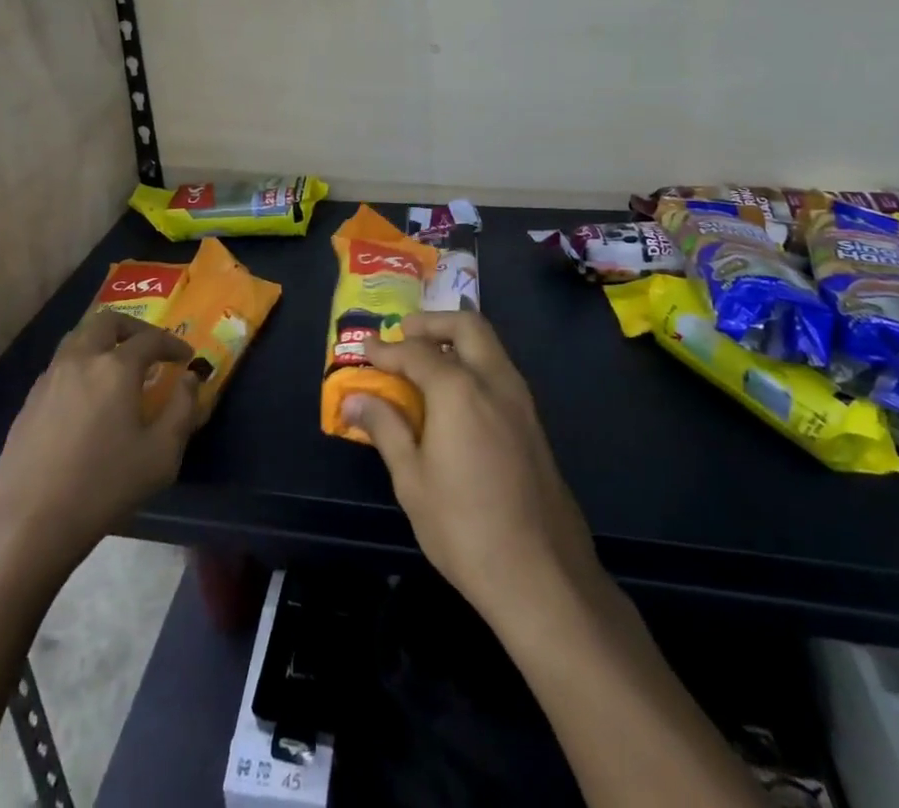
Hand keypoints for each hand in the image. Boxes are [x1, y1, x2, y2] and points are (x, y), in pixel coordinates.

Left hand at [0, 309, 199, 575]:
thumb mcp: (161, 454)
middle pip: (106, 322)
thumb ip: (183, 409)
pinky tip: (87, 397)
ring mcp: (49, 379)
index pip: (151, 339)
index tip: (185, 357)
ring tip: (117, 366)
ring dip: (103, 342)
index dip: (172, 344)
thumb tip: (190, 379)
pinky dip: (81, 366)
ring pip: (78, 338)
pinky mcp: (29, 402)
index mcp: (115, 368)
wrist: (30, 523)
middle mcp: (80, 361)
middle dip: (133, 328)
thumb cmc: (104, 486)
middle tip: (149, 348)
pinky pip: (60, 366)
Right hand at [345, 312, 603, 627]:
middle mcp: (494, 381)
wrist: (543, 576)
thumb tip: (355, 399)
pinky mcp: (534, 424)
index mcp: (459, 389)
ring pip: (490, 345)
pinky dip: (475, 364)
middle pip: (467, 325)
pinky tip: (457, 396)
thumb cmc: (464, 528)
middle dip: (433, 322)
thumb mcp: (412, 480)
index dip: (387, 349)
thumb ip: (385, 428)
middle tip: (404, 335)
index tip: (365, 348)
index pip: (416, 352)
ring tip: (427, 361)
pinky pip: (501, 372)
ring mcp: (521, 401)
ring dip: (457, 340)